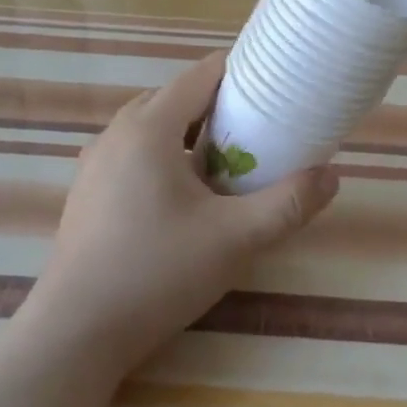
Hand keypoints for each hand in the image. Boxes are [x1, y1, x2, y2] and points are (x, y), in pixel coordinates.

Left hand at [20, 52, 339, 375]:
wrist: (76, 333)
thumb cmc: (157, 272)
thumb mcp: (235, 238)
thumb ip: (287, 204)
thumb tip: (331, 176)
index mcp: (149, 127)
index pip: (200, 75)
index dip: (241, 73)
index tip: (275, 86)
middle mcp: (116, 133)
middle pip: (175, 98)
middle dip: (218, 106)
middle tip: (258, 130)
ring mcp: (94, 163)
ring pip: (151, 128)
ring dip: (189, 135)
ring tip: (225, 164)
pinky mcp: (86, 192)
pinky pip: (132, 155)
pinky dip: (164, 158)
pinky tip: (183, 199)